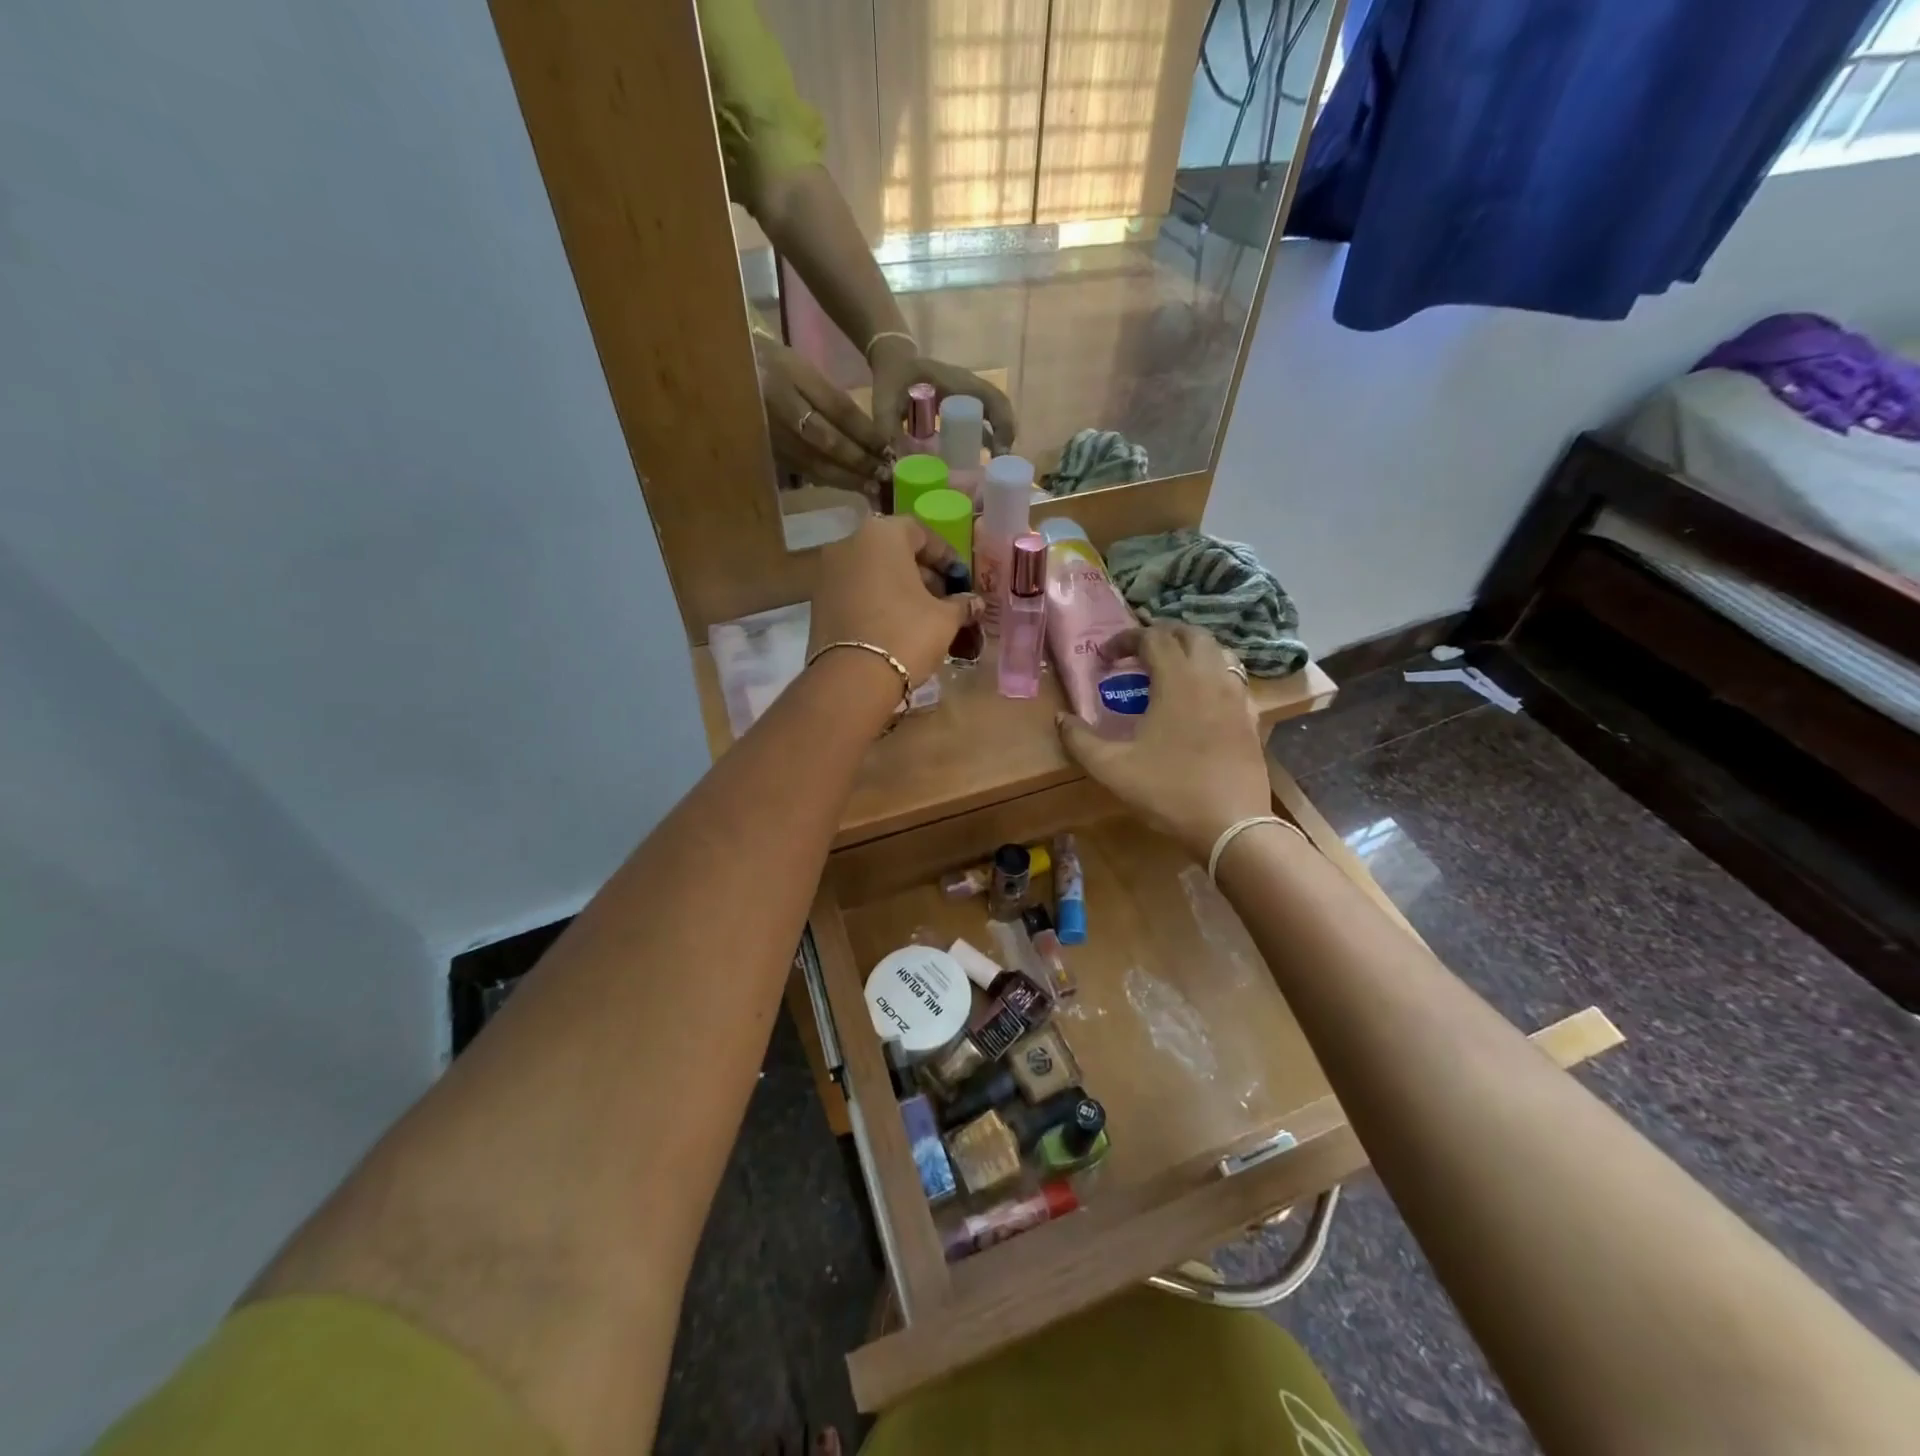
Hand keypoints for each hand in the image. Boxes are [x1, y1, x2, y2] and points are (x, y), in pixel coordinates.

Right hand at [754, 333, 892, 499]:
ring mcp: (771, 432)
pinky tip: (845, 485)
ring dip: (846, 477)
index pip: (838, 409)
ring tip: (871, 486)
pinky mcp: (766, 451)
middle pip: (828, 441)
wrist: (720, 368)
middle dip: (859, 460)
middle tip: (884, 473)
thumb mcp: (799, 366)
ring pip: (815, 462)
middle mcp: (781, 406)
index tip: (887, 447)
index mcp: (792, 376)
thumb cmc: (769, 363)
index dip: (865, 432)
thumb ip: (829, 397)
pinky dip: (827, 479)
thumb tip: (866, 434)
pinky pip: (801, 469)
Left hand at [807, 516, 980, 686]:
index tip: (960, 579)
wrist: (852, 679)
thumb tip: (973, 602)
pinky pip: (855, 591)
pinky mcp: (818, 601)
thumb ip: (961, 604)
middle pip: (893, 550)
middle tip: (943, 598)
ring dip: (898, 587)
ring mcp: (828, 572)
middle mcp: (849, 543)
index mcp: (882, 534)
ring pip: (872, 571)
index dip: (946, 556)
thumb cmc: (906, 634)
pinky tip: (894, 625)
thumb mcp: (945, 618)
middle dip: (921, 571)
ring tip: (920, 615)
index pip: (921, 533)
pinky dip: (876, 600)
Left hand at [868, 338, 1017, 455]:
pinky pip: (981, 420)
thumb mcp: (885, 400)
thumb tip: (894, 461)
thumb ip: (887, 428)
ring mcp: (967, 395)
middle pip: (999, 409)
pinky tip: (981, 460)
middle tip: (1001, 467)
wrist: (892, 359)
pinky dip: (986, 438)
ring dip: (998, 438)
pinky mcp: (962, 405)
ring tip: (995, 467)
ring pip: (993, 415)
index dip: (1002, 424)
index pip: (992, 399)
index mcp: (957, 383)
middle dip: (1005, 436)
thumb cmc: (892, 376)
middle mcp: (969, 387)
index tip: (1000, 452)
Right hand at [1056, 625, 1269, 859]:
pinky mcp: (1251, 717)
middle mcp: (1211, 677)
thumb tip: (1060, 718)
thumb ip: (1080, 740)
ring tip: (1170, 669)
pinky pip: (1234, 679)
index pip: (1152, 638)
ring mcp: (1237, 696)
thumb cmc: (1168, 791)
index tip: (1105, 658)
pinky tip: (1200, 699)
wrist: (1231, 825)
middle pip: (1190, 634)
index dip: (1125, 639)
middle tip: (1138, 653)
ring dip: (1191, 650)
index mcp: (1177, 681)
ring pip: (1219, 651)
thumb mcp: (1111, 768)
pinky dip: (1214, 674)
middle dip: (1162, 634)